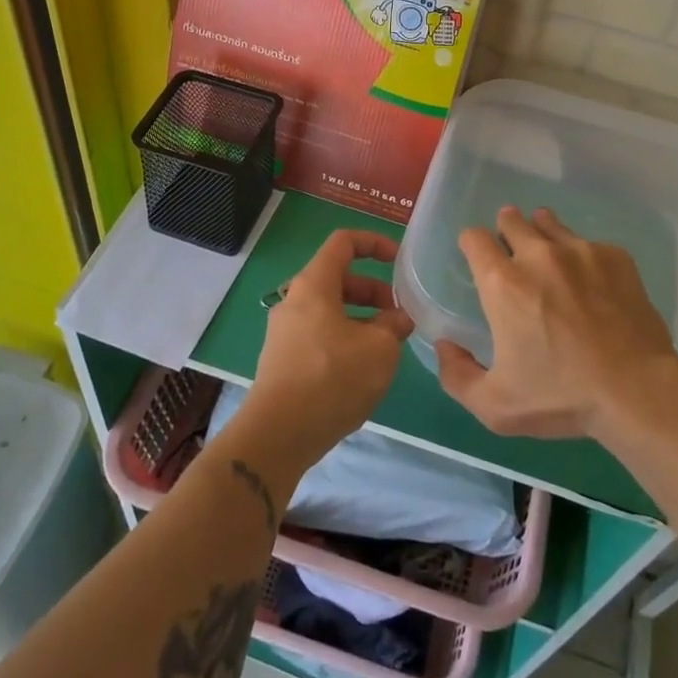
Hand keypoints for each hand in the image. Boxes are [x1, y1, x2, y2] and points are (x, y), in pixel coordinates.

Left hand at [224, 230, 412, 482]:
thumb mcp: (379, 348)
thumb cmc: (332, 378)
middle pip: (338, 279)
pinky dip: (345, 339)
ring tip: (388, 345)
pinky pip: (319, 335)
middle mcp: (294, 300)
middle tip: (399, 316)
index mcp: (314, 284)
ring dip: (362, 319)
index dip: (374, 243)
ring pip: (330, 310)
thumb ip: (393, 326)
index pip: (343, 243)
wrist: (278, 434)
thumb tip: (397, 320)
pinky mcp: (283, 360)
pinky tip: (363, 369)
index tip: (398, 260)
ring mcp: (285, 332)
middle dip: (374, 291)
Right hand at [435, 206, 677, 440]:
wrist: (637, 391)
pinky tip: (592, 284)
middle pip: (512, 219)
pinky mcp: (616, 257)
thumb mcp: (495, 405)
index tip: (478, 259)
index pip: (474, 237)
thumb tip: (445, 345)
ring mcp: (580, 251)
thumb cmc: (561, 397)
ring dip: (542, 235)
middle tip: (513, 257)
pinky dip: (582, 256)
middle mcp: (538, 254)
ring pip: (550, 224)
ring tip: (550, 262)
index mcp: (503, 282)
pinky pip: (589, 244)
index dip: (471, 245)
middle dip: (506, 231)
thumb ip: (457, 375)